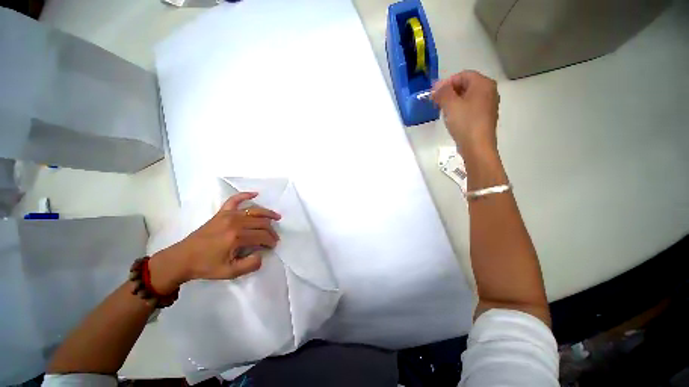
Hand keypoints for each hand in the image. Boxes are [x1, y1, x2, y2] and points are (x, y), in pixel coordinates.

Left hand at [149, 192, 280, 293]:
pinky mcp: (222, 212)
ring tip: (277, 217)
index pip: (262, 236)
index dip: (271, 241)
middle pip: (262, 223)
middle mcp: (235, 222)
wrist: (182, 258)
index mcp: (236, 237)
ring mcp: (228, 215)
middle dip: (271, 230)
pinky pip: (235, 200)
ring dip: (268, 213)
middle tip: (274, 238)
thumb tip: (262, 254)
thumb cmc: (206, 266)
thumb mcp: (230, 272)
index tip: (273, 247)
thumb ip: (250, 265)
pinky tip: (255, 194)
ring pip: (255, 211)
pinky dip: (245, 195)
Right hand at [432, 70, 499, 158]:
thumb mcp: (450, 105)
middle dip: (449, 92)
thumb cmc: (465, 123)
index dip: (446, 82)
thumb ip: (443, 92)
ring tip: (442, 110)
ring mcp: (488, 104)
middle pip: (465, 85)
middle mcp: (489, 91)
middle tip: (436, 102)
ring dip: (452, 101)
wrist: (477, 146)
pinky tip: (451, 118)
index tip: (434, 94)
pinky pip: (470, 106)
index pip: (462, 75)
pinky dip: (459, 108)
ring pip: (467, 96)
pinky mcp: (484, 116)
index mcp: (483, 84)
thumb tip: (437, 87)